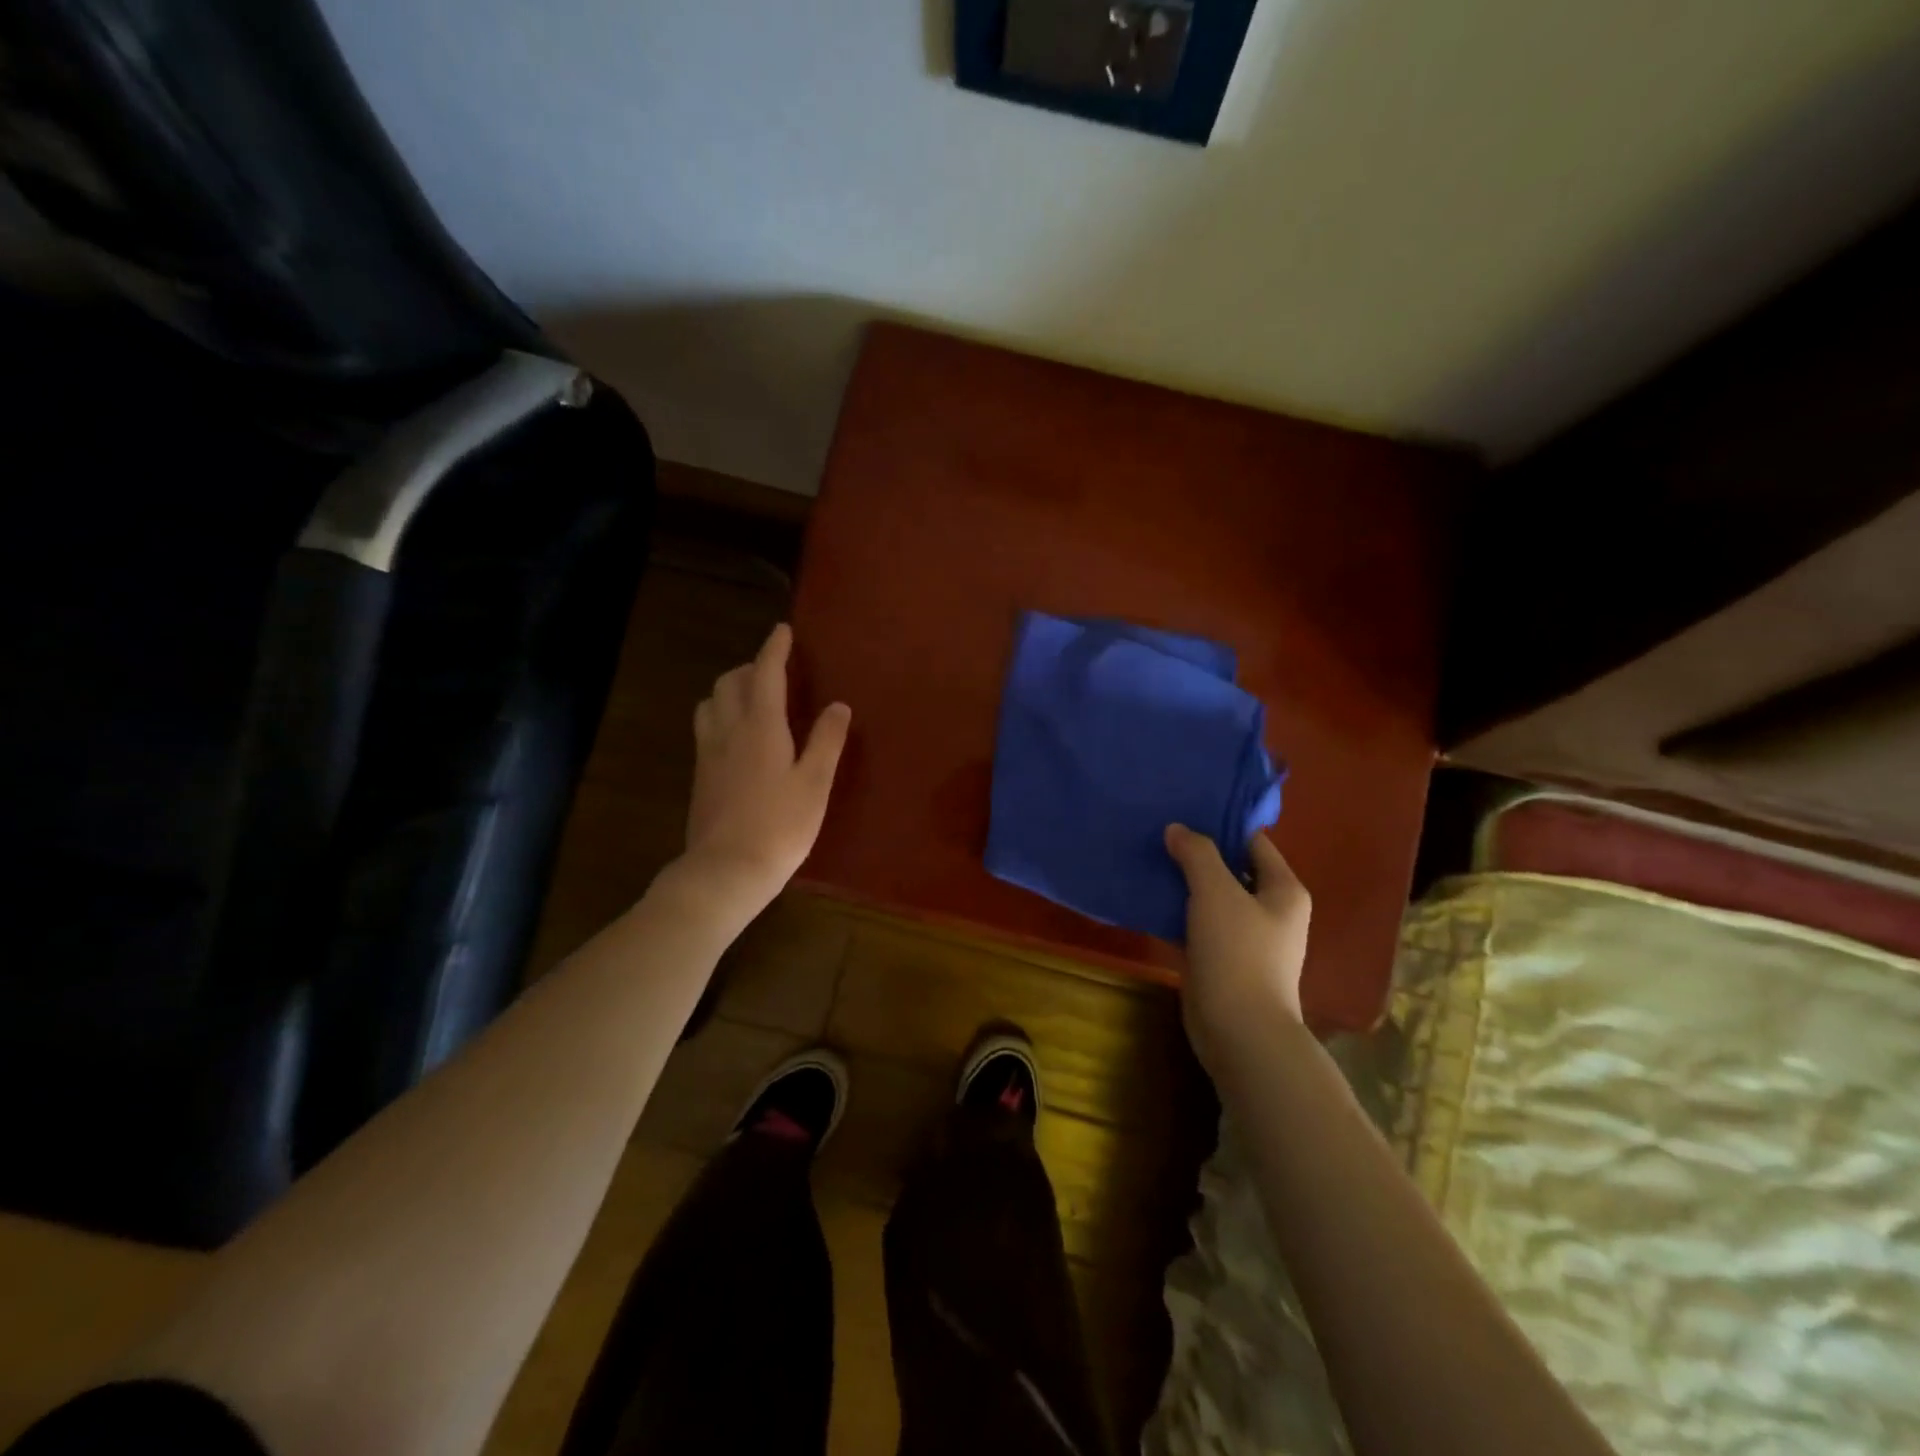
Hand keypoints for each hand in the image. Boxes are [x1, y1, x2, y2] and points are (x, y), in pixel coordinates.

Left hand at [683, 624, 850, 919]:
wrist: (726, 870)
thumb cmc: (780, 826)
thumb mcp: (815, 784)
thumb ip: (826, 741)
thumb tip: (838, 706)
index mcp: (760, 726)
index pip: (764, 673)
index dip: (774, 649)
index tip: (782, 631)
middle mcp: (728, 731)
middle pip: (729, 683)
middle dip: (750, 668)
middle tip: (773, 671)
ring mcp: (708, 754)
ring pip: (710, 704)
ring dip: (729, 690)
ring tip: (752, 699)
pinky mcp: (700, 776)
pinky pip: (706, 728)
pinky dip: (721, 715)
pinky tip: (738, 737)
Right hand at [1164, 824, 1310, 1072]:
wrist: (1239, 1030)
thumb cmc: (1237, 952)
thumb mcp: (1216, 892)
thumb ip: (1197, 854)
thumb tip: (1177, 829)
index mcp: (1283, 889)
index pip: (1253, 842)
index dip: (1221, 824)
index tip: (1184, 810)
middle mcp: (1270, 911)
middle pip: (1230, 869)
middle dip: (1196, 854)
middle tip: (1159, 833)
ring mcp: (1246, 938)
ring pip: (1210, 898)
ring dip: (1182, 883)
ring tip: (1147, 860)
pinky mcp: (1222, 960)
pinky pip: (1197, 925)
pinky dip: (1176, 913)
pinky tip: (1146, 900)